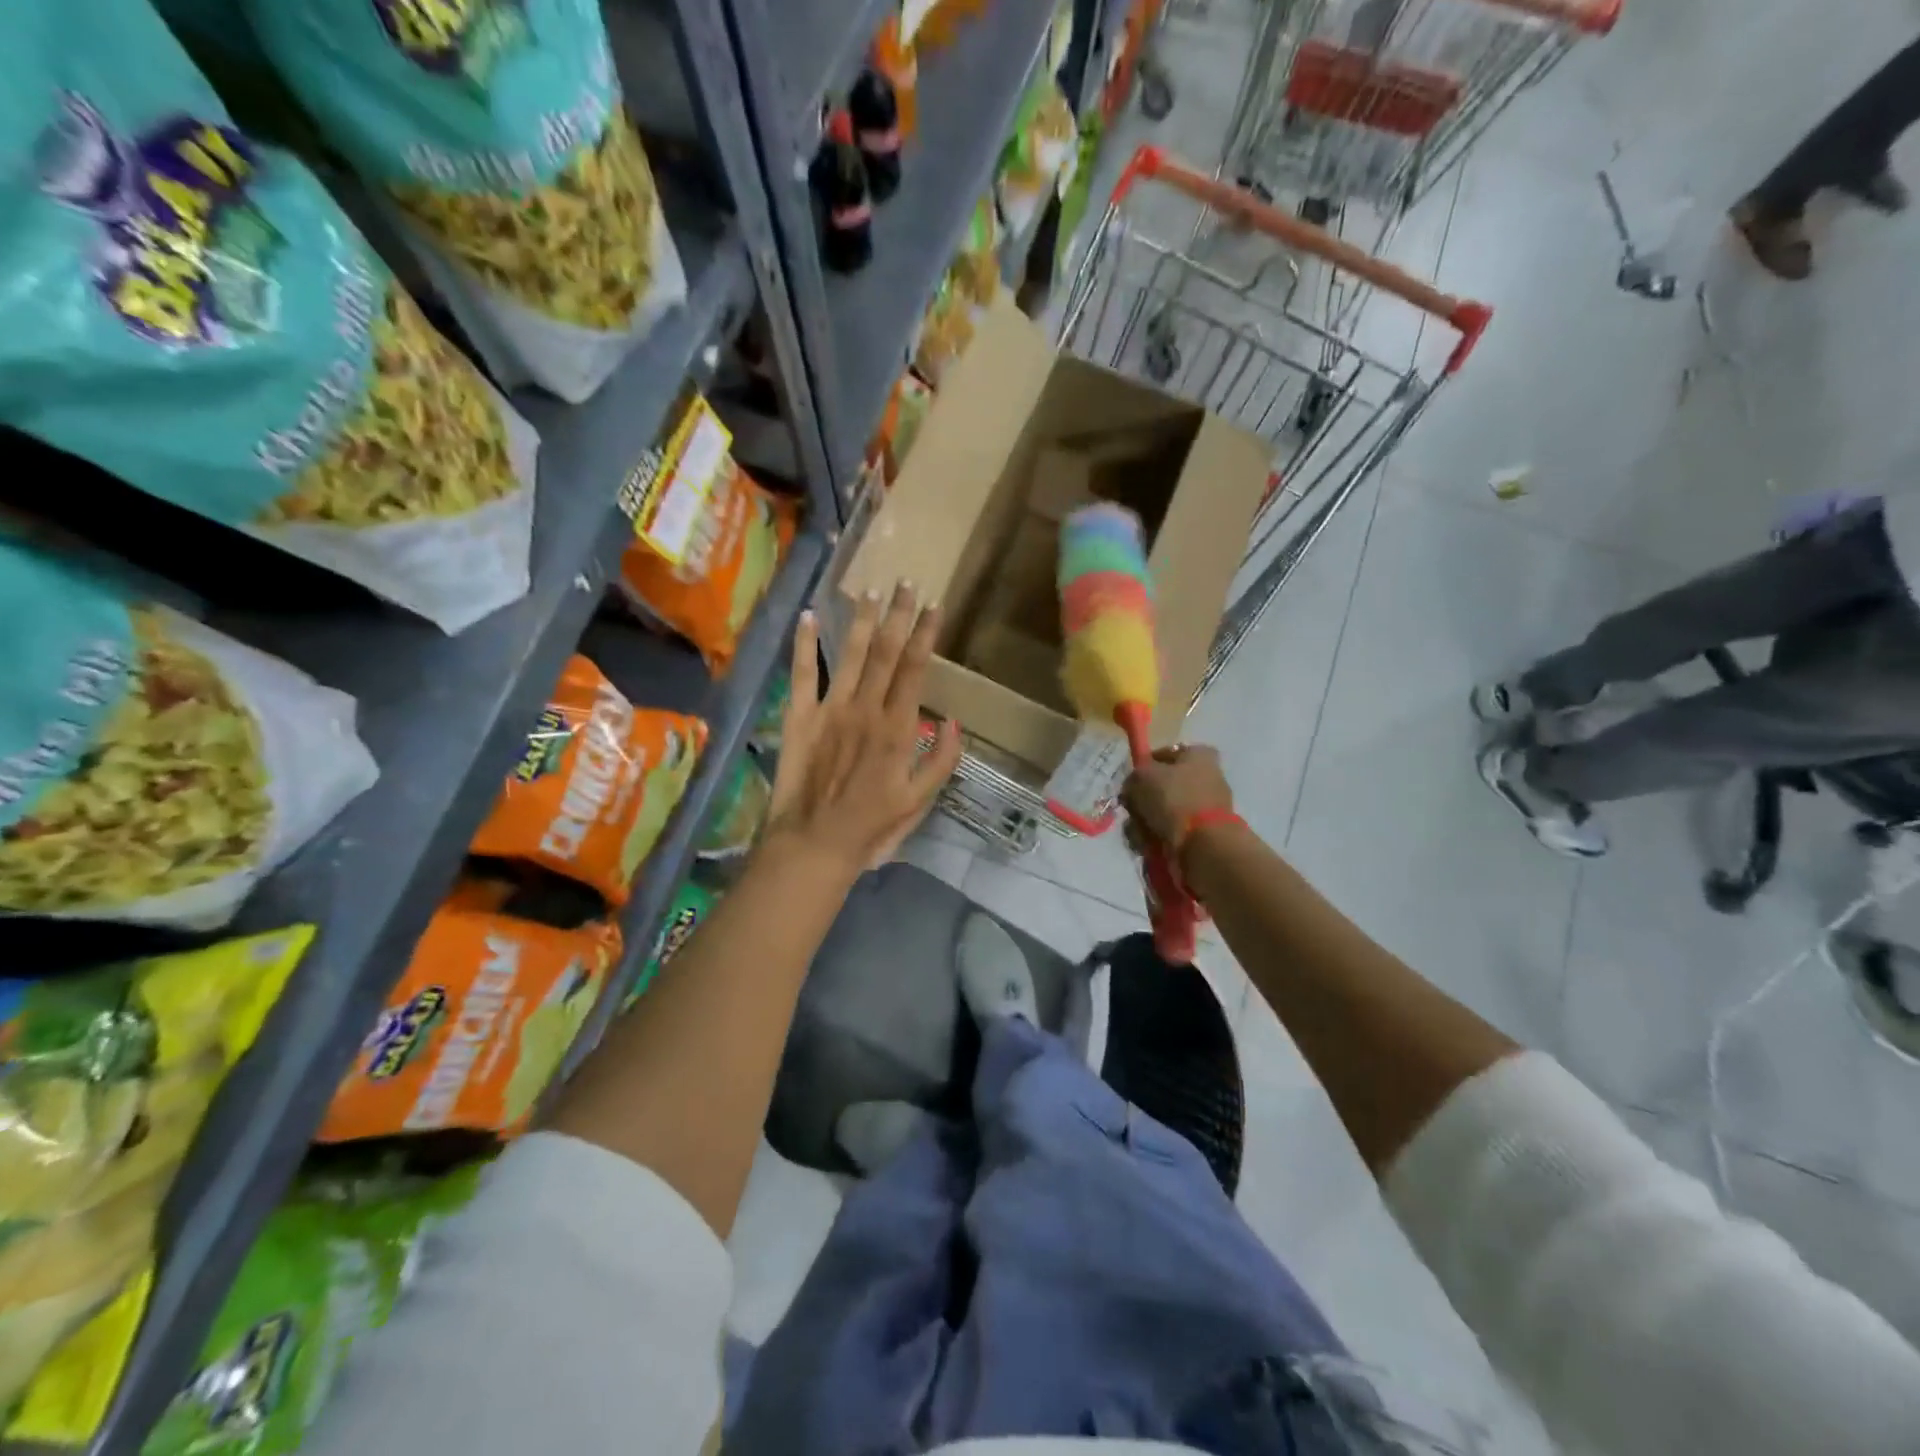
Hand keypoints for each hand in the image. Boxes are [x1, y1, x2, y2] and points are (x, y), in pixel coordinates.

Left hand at [765, 584, 963, 876]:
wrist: (815, 842)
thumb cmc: (871, 826)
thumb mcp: (919, 802)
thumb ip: (941, 761)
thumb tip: (955, 722)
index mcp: (897, 727)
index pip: (915, 669)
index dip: (926, 634)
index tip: (934, 605)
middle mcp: (866, 708)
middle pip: (886, 652)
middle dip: (899, 614)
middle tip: (906, 581)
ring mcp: (830, 709)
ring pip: (851, 654)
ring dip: (863, 620)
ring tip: (871, 590)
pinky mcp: (799, 716)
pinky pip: (802, 673)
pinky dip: (804, 644)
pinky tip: (809, 615)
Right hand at [1122, 744, 1233, 848]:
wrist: (1203, 843)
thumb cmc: (1174, 798)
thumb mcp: (1143, 775)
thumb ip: (1134, 775)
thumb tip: (1134, 785)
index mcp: (1199, 755)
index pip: (1165, 753)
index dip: (1145, 766)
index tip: (1131, 782)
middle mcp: (1207, 778)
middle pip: (1162, 787)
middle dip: (1143, 800)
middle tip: (1132, 809)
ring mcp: (1207, 807)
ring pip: (1163, 812)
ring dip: (1145, 821)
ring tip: (1139, 831)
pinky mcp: (1203, 833)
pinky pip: (1171, 832)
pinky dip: (1156, 838)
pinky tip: (1148, 844)